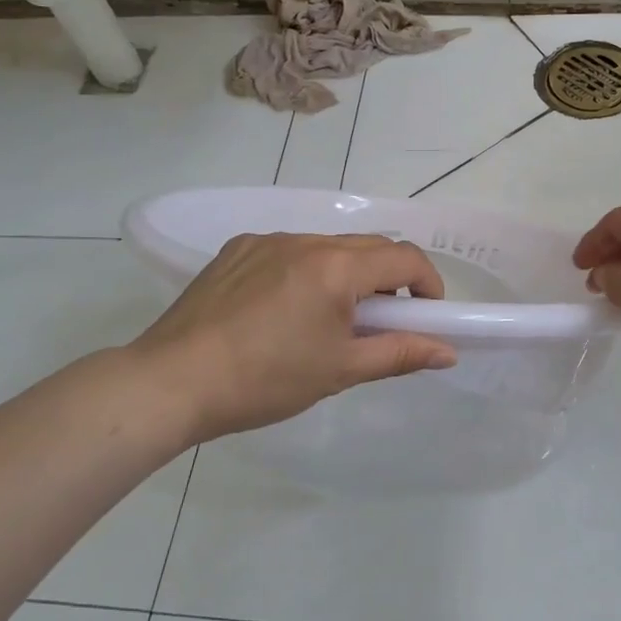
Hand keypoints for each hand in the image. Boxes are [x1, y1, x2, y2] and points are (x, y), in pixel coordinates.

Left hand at [128, 233, 457, 442]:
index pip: (405, 258)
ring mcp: (267, 240)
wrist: (173, 381)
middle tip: (383, 322)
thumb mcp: (340, 370)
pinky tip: (285, 309)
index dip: (428, 283)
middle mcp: (305, 240)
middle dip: (390, 279)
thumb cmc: (265, 380)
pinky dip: (307, 271)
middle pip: (370, 246)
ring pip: (329, 246)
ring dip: (348, 274)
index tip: (427, 315)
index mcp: (336, 267)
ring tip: (330, 319)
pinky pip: (290, 250)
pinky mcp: (237, 248)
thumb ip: (399, 354)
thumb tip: (447, 352)